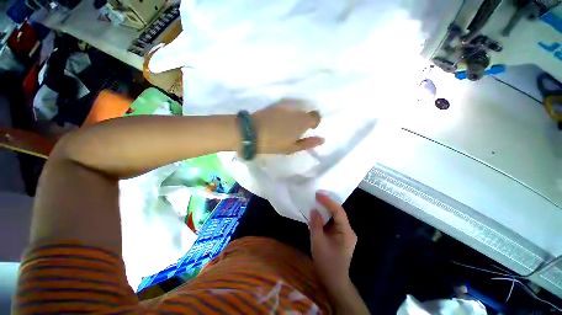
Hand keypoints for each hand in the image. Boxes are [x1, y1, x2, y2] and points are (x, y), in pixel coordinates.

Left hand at [252, 99, 323, 153]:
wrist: (250, 132)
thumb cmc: (272, 143)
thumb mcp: (291, 148)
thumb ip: (308, 143)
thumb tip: (322, 139)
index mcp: (302, 121)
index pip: (316, 116)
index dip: (314, 122)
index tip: (308, 130)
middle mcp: (295, 110)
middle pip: (305, 112)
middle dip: (303, 121)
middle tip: (294, 131)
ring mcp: (284, 106)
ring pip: (295, 110)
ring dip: (294, 117)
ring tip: (284, 127)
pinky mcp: (274, 105)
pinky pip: (286, 108)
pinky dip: (286, 114)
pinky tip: (278, 121)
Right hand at [309, 192, 356, 291]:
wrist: (334, 281)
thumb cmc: (326, 262)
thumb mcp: (318, 241)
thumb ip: (316, 224)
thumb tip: (314, 210)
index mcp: (346, 232)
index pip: (338, 211)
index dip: (328, 201)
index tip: (317, 195)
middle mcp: (348, 231)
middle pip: (338, 213)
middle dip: (327, 204)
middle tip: (316, 196)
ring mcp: (346, 234)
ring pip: (336, 217)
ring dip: (326, 210)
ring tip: (316, 203)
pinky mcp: (341, 237)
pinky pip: (333, 223)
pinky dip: (326, 218)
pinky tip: (318, 215)